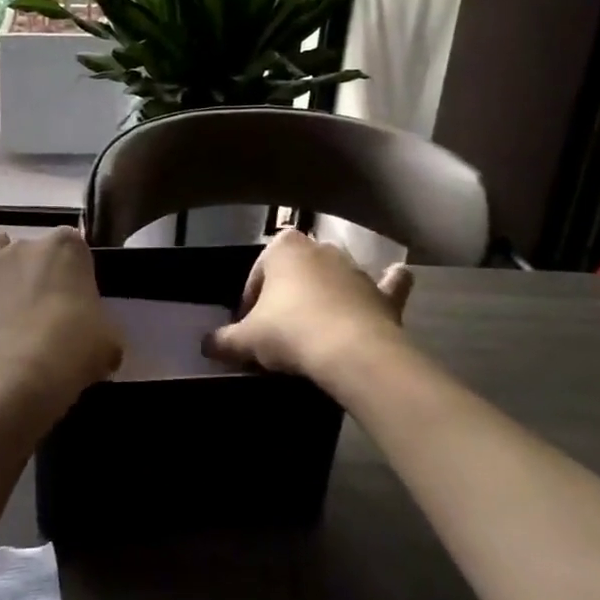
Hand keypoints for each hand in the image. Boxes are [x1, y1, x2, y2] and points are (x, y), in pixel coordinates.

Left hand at [0, 229, 121, 418]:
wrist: (20, 369)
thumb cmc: (73, 347)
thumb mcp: (108, 340)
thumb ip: (102, 328)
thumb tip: (99, 339)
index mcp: (68, 248)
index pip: (73, 244)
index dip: (72, 268)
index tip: (73, 293)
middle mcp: (27, 243)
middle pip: (32, 247)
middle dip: (35, 268)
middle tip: (40, 303)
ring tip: (4, 294)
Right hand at [205, 229, 413, 384]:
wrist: (351, 351)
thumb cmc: (290, 332)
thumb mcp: (247, 340)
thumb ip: (224, 340)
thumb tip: (204, 345)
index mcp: (283, 248)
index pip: (257, 273)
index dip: (250, 301)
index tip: (248, 327)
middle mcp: (320, 248)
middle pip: (296, 272)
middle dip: (288, 293)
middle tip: (280, 329)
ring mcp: (356, 269)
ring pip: (335, 276)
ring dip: (327, 293)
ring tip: (316, 329)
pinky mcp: (383, 293)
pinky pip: (387, 284)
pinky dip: (388, 284)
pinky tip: (394, 280)